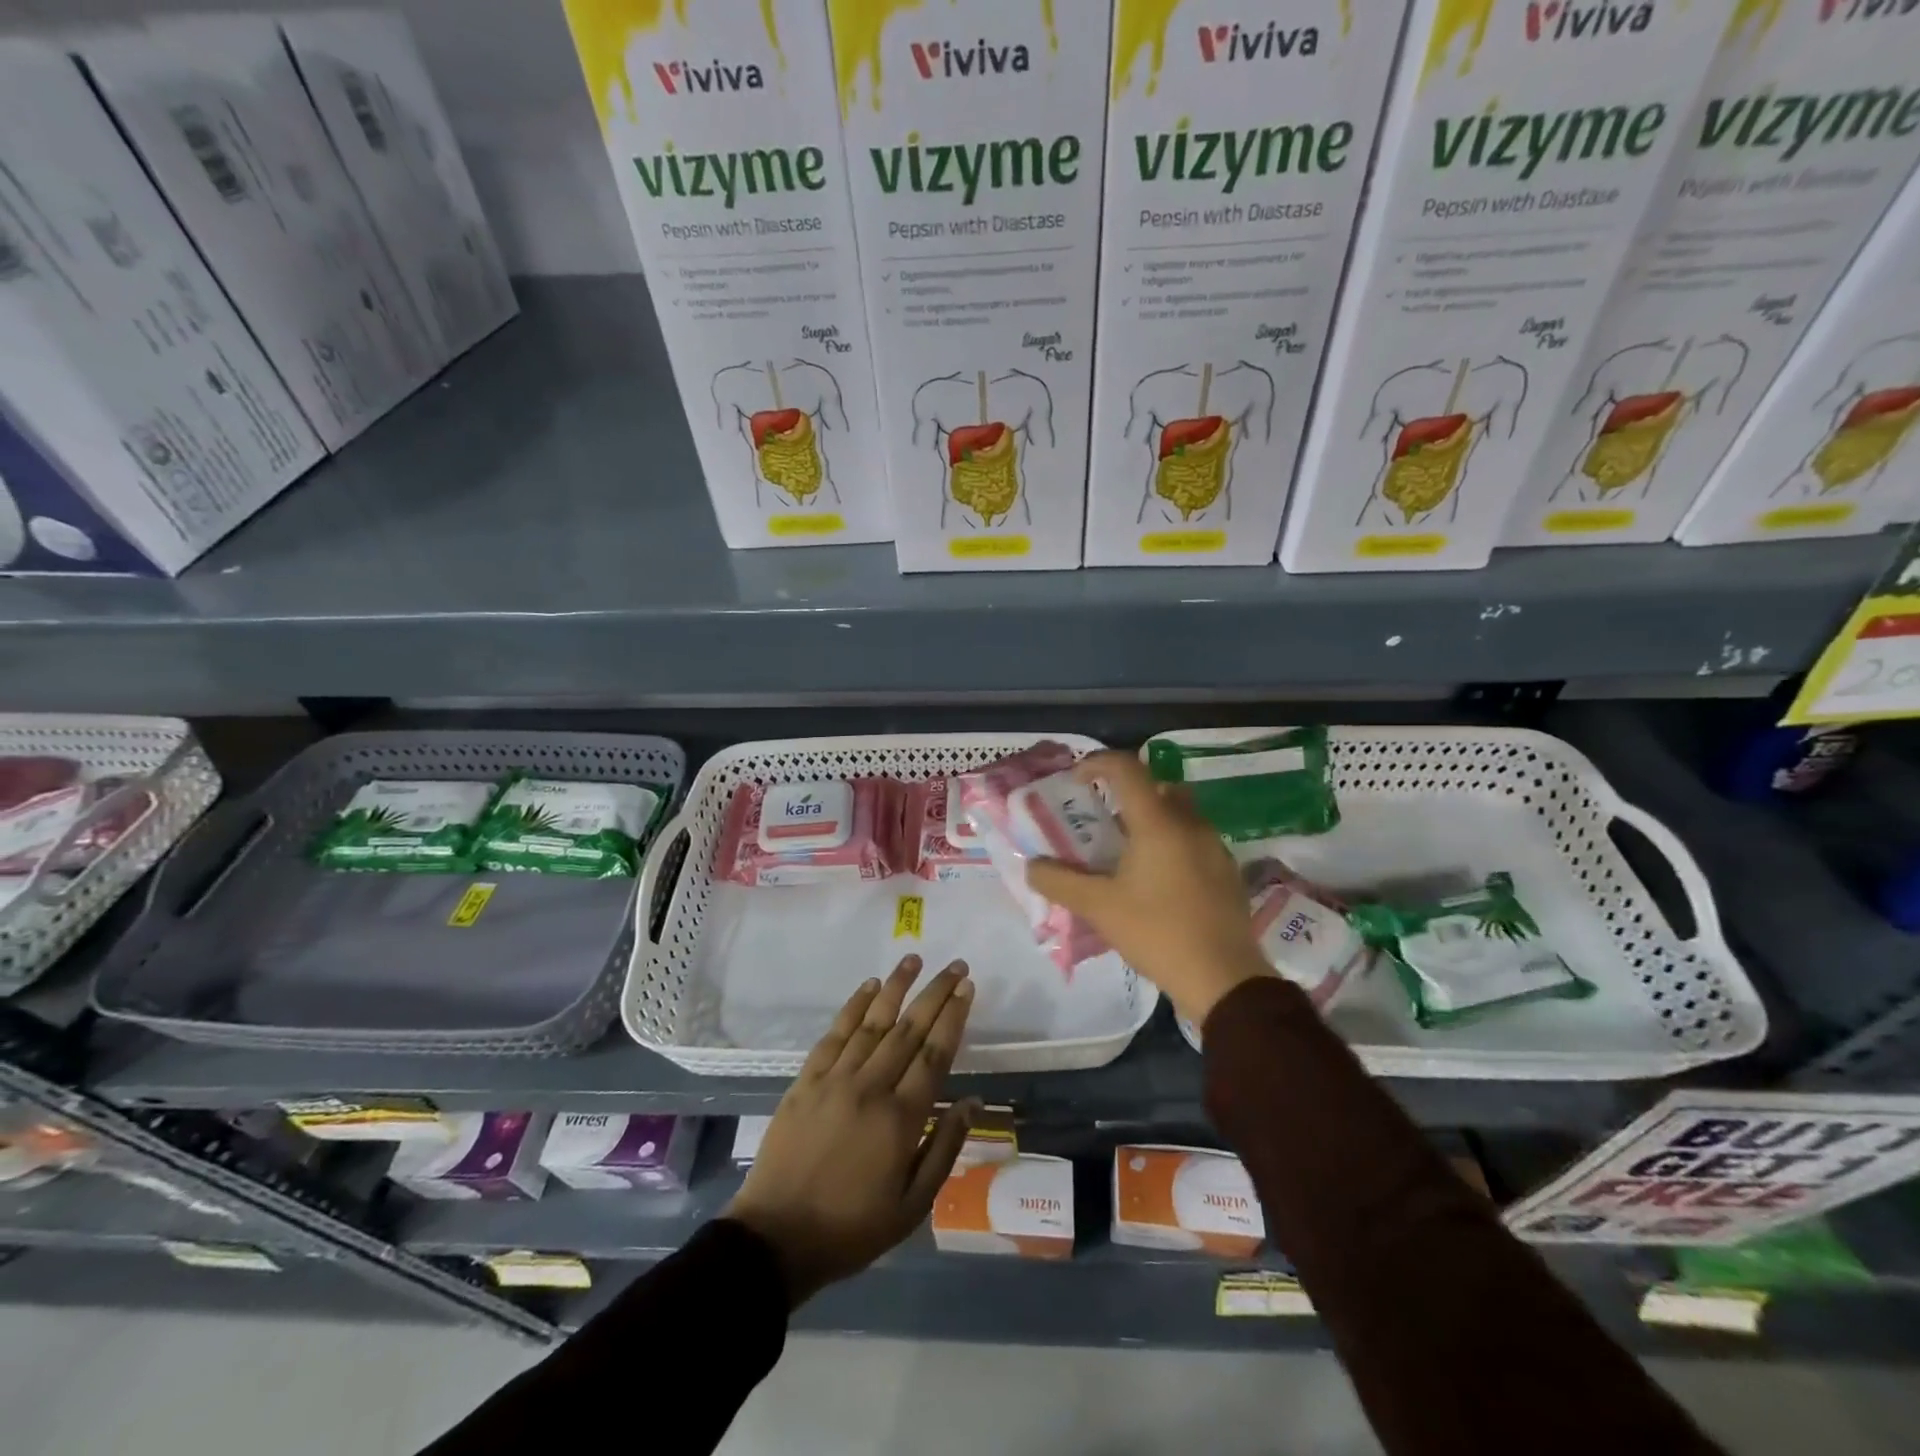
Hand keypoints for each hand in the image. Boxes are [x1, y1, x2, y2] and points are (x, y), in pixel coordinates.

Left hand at [724, 955, 977, 1307]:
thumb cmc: (852, 1228)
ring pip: (873, 1022)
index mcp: (901, 1118)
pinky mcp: (807, 1080)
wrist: (777, 1237)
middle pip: (909, 1029)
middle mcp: (871, 1087)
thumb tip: (972, 1101)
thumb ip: (944, 1148)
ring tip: (914, 959)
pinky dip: (854, 1006)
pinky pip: (835, 1034)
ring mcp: (836, 1079)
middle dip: (935, 993)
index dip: (953, 1017)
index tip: (967, 988)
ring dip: (896, 987)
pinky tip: (869, 987)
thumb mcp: (912, 1206)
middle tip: (955, 965)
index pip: (935, 1053)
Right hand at [1026, 750, 1267, 1027]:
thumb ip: (1059, 882)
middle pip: (1156, 786)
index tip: (1076, 779)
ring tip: (1124, 853)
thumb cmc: (1157, 933)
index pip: (1126, 769)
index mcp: (1158, 823)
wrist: (1224, 979)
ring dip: (1150, 820)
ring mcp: (1214, 847)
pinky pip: (1193, 839)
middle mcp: (1190, 824)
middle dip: (1126, 793)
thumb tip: (1032, 866)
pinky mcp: (1227, 871)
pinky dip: (1170, 843)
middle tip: (1101, 819)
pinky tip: (1156, 880)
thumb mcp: (1098, 908)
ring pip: (1179, 813)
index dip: (1097, 763)